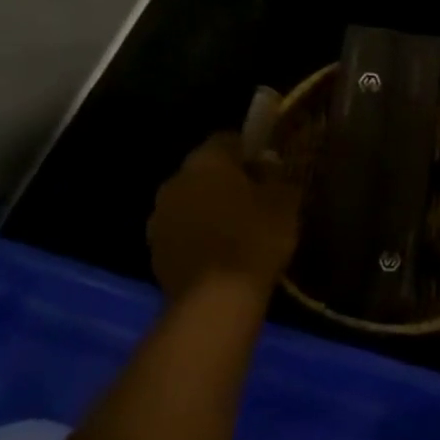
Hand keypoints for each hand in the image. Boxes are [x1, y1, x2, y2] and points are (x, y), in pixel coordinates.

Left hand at [148, 133, 300, 299]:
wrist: (215, 300)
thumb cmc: (255, 239)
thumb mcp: (284, 201)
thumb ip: (277, 175)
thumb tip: (268, 164)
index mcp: (206, 161)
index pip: (227, 139)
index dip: (249, 150)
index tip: (268, 167)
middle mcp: (175, 181)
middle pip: (204, 170)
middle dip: (226, 179)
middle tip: (255, 198)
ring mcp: (159, 216)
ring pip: (190, 200)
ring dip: (208, 207)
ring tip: (237, 228)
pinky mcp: (154, 249)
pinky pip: (181, 230)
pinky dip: (197, 234)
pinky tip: (219, 252)